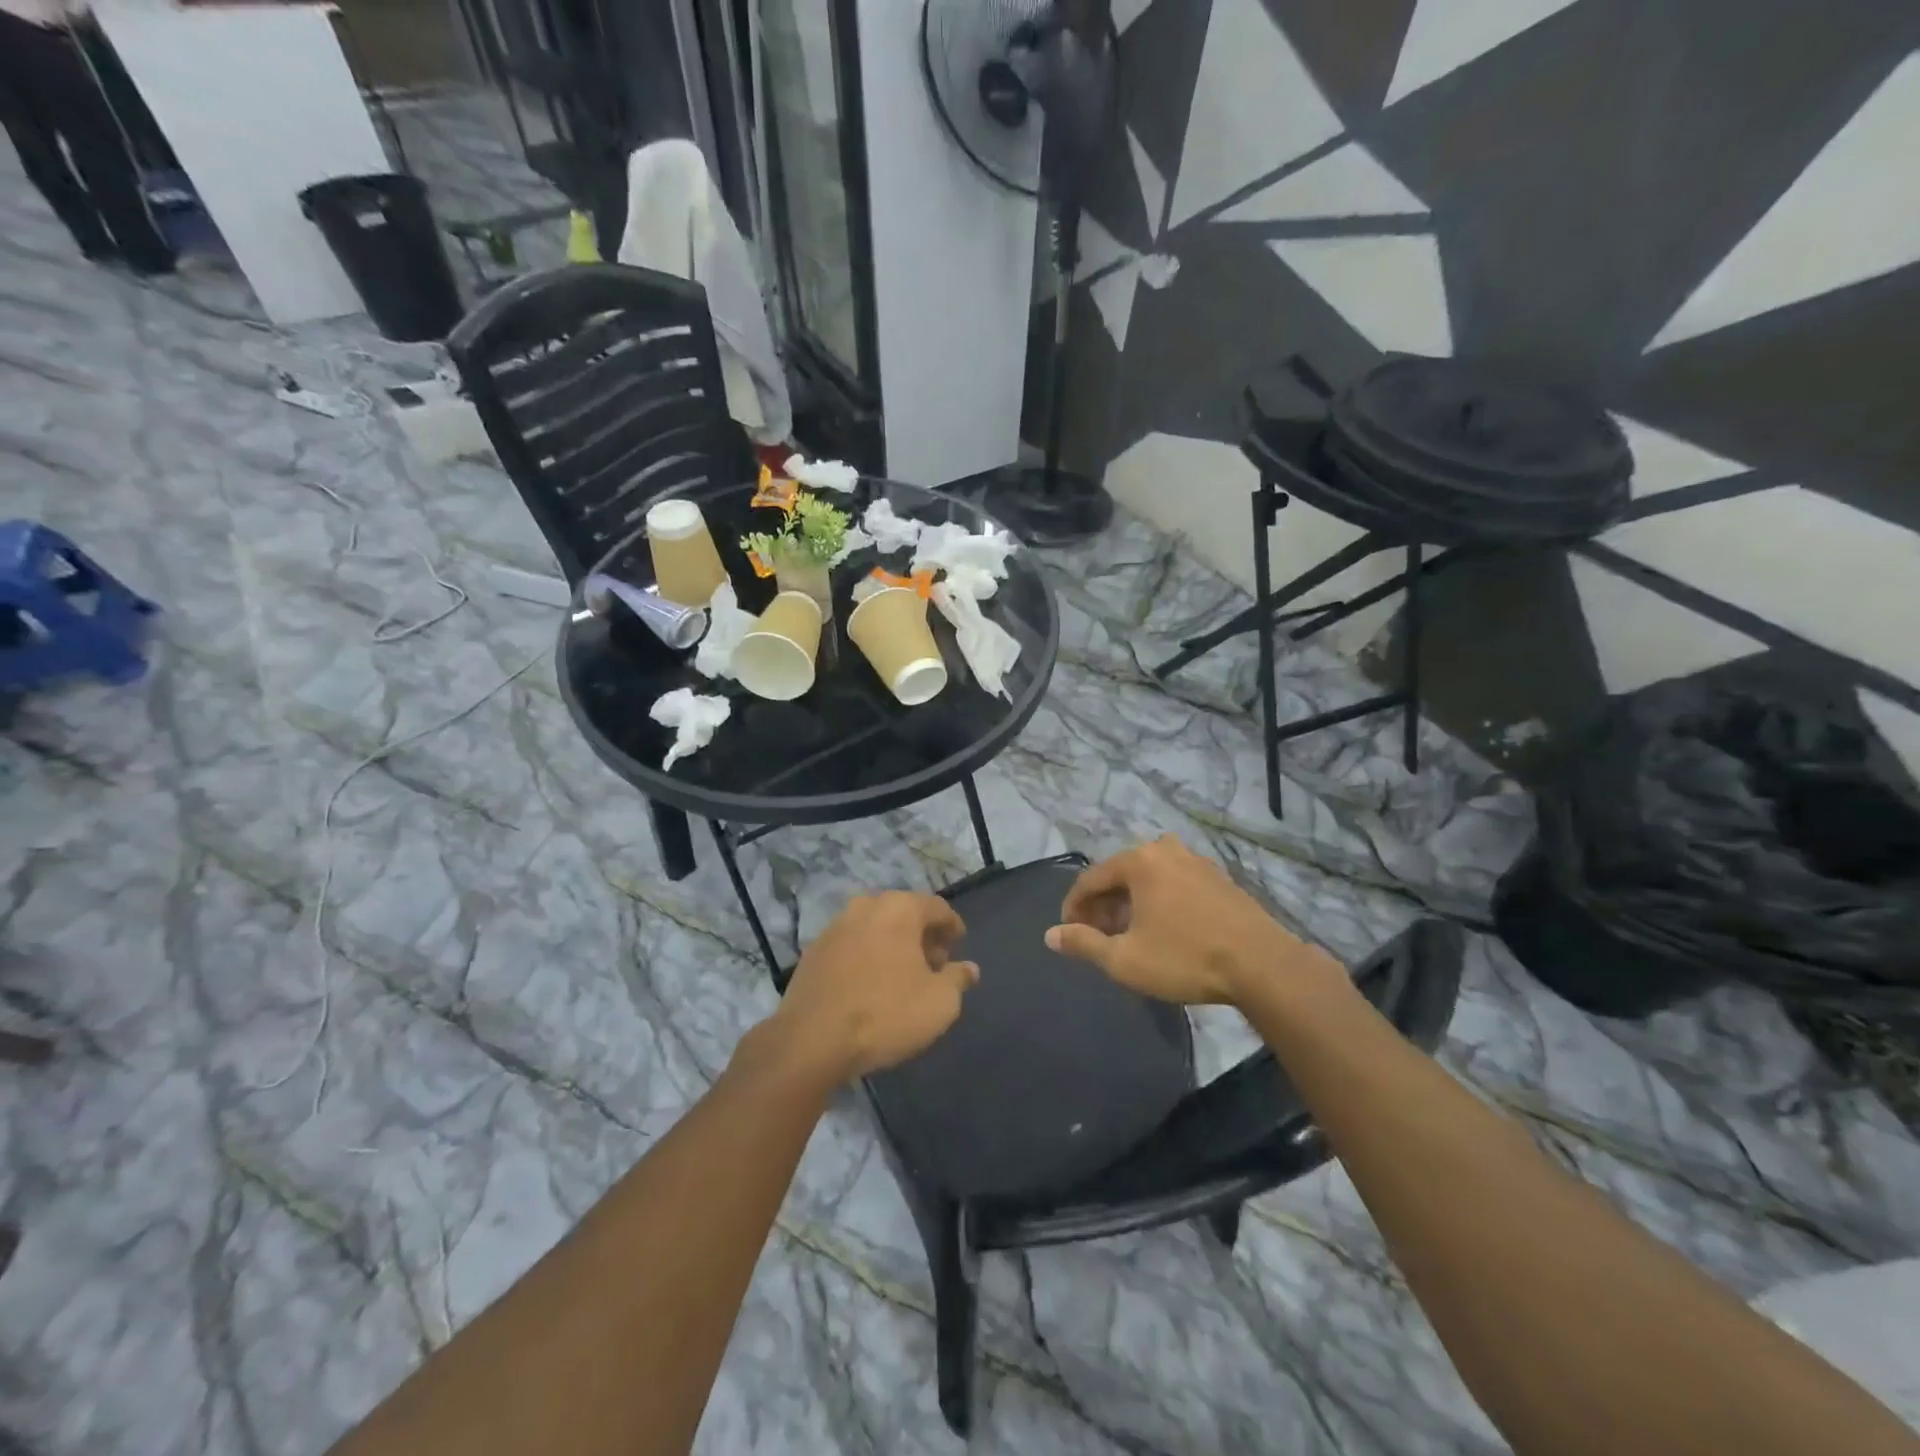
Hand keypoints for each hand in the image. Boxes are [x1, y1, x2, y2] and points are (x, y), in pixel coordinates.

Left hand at [768, 892, 977, 1083]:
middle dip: (922, 935)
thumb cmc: (885, 1014)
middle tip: (934, 964)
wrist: (811, 1040)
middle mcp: (866, 906)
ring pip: (875, 927)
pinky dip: (867, 956)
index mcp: (899, 908)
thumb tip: (968, 968)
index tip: (958, 944)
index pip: (937, 907)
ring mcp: (835, 927)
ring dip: (893, 945)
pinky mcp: (813, 951)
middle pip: (904, 913)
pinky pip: (852, 945)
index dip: (952, 926)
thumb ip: (958, 980)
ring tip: (903, 977)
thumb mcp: (939, 1003)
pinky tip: (871, 985)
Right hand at [1046, 836, 1339, 1006]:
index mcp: (1138, 861)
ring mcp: (1196, 861)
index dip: (1074, 907)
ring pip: (1148, 879)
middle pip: (1120, 875)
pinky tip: (1163, 929)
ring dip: (1131, 903)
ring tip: (1128, 935)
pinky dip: (1159, 901)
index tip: (1069, 932)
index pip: (1090, 879)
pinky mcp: (1219, 878)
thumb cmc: (1185, 958)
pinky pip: (1174, 883)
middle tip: (1098, 936)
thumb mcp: (1125, 959)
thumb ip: (1084, 943)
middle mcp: (1165, 850)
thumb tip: (1050, 935)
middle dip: (1103, 905)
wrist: (1262, 965)